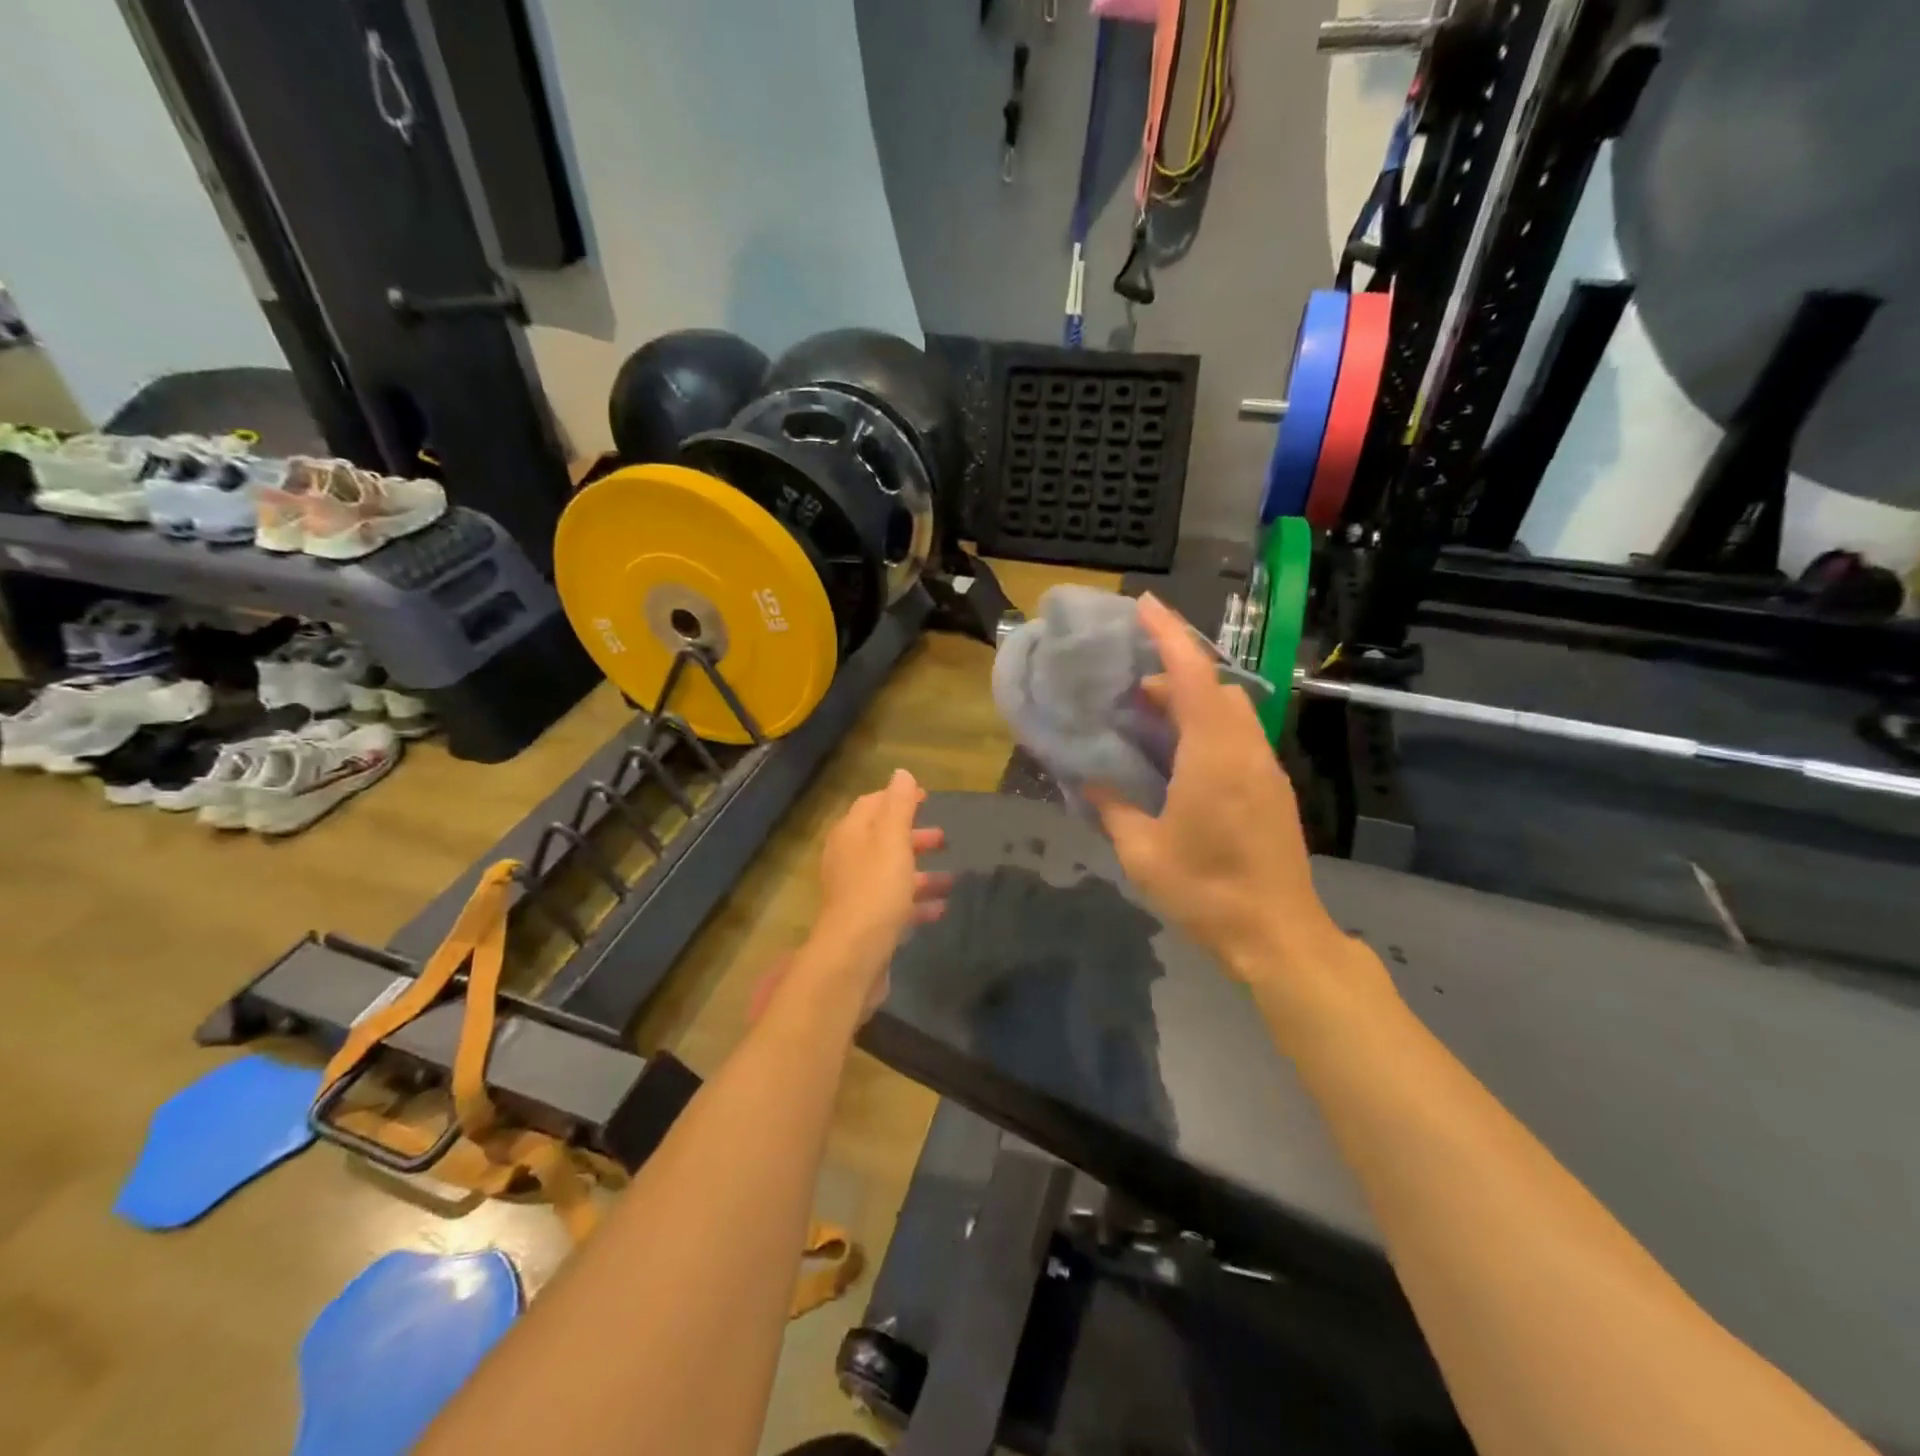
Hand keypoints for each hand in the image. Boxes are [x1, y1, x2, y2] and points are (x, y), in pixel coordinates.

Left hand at [807, 769, 950, 994]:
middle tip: (944, 838)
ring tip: (951, 878)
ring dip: (920, 873)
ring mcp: (856, 892)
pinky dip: (917, 902)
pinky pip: (895, 904)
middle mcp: (849, 859)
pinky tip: (941, 908)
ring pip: (892, 874)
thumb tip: (901, 773)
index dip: (898, 798)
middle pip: (883, 839)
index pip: (872, 804)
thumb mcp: (892, 840)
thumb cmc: (876, 889)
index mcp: (851, 834)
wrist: (854, 955)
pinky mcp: (867, 921)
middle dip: (913, 837)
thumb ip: (898, 806)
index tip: (927, 798)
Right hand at [1085, 595, 1344, 987]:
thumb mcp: (1142, 853)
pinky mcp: (1273, 789)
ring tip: (1150, 722)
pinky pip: (1239, 737)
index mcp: (1213, 755)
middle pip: (1216, 687)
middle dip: (1176, 674)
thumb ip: (1113, 808)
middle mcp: (1246, 749)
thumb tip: (1089, 781)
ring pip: (1232, 711)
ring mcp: (1266, 769)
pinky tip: (1181, 761)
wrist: (1277, 935)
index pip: (1194, 675)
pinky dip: (1209, 728)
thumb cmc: (1206, 891)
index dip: (1168, 635)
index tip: (1144, 606)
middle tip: (1131, 688)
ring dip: (1194, 702)